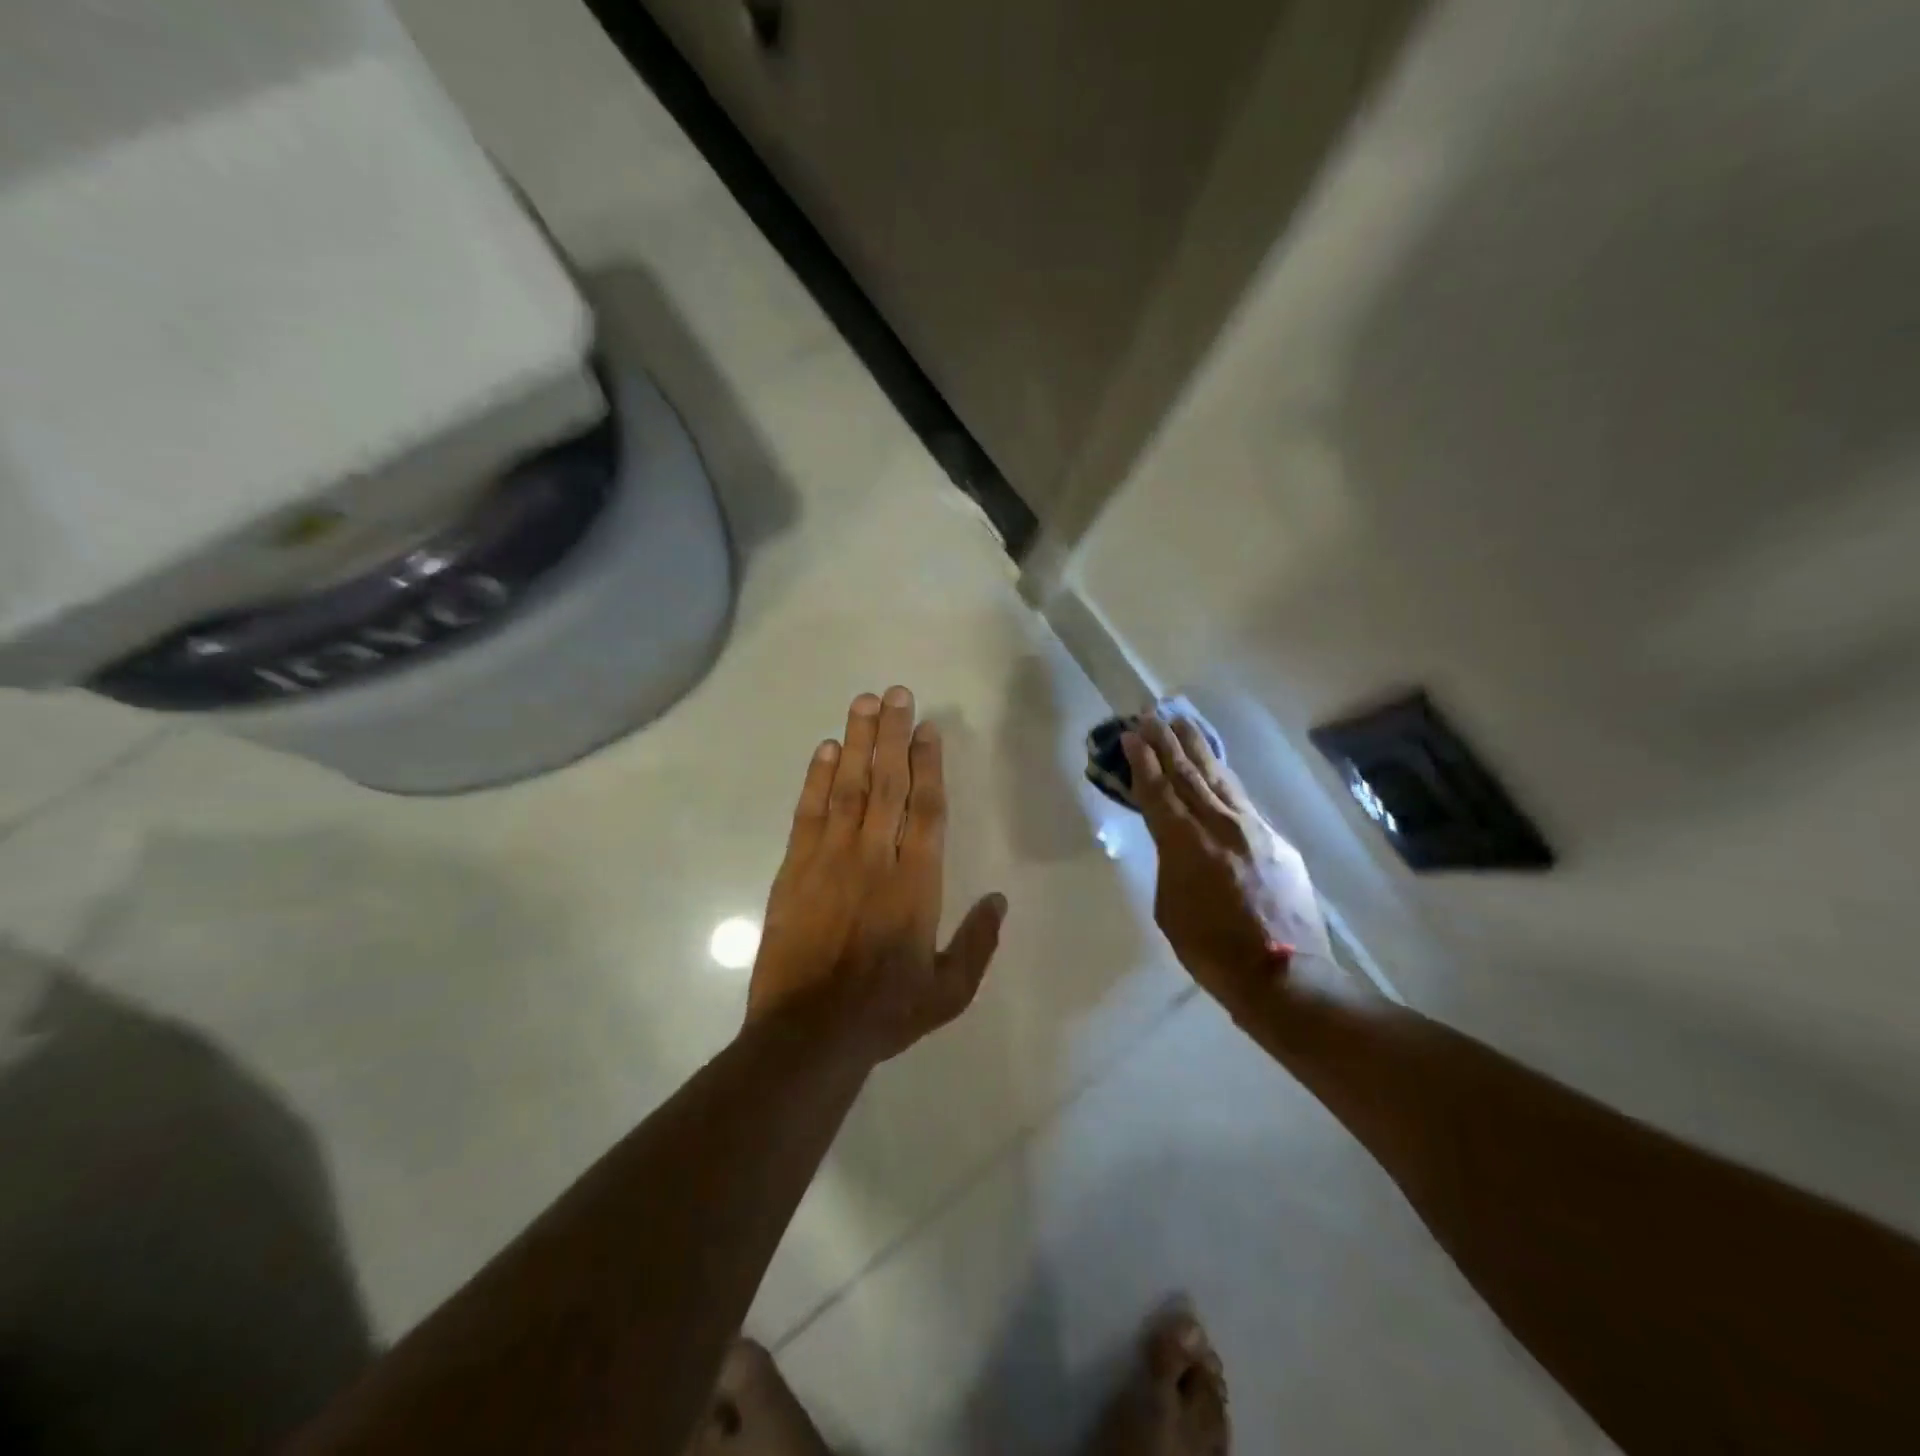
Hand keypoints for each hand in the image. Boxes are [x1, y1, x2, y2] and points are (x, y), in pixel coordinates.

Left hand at [748, 687, 1006, 1063]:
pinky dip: (817, 779)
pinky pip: (809, 813)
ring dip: (856, 743)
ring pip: (848, 788)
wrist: (809, 1035)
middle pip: (887, 784)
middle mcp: (876, 859)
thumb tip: (1000, 900)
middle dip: (893, 735)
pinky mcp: (795, 870)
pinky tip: (824, 751)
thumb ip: (978, 942)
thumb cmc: (885, 1012)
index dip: (929, 764)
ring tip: (863, 704)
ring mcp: (831, 860)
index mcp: (916, 883)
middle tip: (896, 694)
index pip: (927, 809)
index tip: (928, 728)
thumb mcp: (949, 991)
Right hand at [1123, 716, 1369, 1027]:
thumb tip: (1176, 841)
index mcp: (1185, 844)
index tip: (1130, 735)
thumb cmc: (1211, 951)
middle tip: (1152, 715)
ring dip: (1197, 748)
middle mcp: (1219, 825)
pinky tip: (1218, 767)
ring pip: (1219, 777)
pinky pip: (1243, 799)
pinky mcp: (1277, 840)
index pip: (1158, 791)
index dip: (1142, 762)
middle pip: (1188, 774)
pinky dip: (1225, 777)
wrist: (1283, 975)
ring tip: (1183, 723)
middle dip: (1166, 743)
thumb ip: (1170, 864)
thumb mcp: (1170, 908)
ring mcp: (1253, 829)